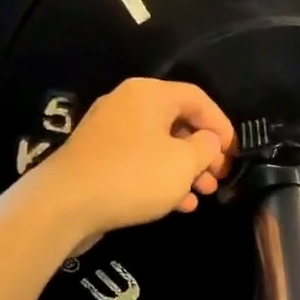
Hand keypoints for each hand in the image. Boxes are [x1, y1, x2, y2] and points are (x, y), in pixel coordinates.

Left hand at [33, 78, 233, 253]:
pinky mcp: (97, 157)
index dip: (222, 125)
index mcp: (150, 94)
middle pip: (178, 122)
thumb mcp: (183, 162)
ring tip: (202, 195)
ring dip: (185, 169)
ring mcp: (109, 131)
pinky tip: (177, 205)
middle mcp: (128, 103)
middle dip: (203, 152)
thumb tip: (208, 142)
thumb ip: (206, 147)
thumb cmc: (134, 176)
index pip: (198, 98)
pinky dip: (160, 178)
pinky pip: (139, 161)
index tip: (234, 154)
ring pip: (159, 145)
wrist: (65, 204)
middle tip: (217, 178)